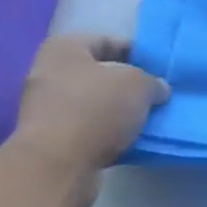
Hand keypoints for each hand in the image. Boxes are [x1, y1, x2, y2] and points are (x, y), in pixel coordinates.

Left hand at [11, 35, 168, 206]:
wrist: (58, 165)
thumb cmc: (96, 110)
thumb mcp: (137, 85)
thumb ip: (152, 82)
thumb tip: (158, 89)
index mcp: (64, 48)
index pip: (107, 41)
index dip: (137, 52)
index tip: (160, 69)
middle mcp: (49, 73)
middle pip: (99, 75)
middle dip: (128, 86)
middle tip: (156, 97)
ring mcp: (46, 109)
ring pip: (94, 105)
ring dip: (119, 113)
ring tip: (148, 122)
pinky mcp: (51, 141)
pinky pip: (88, 131)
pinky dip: (108, 135)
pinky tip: (130, 143)